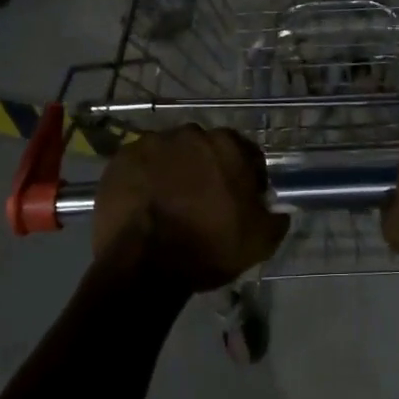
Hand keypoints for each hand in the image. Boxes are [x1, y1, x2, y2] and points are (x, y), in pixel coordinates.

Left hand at [92, 125, 288, 291]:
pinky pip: (140, 165)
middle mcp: (190, 134)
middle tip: (203, 202)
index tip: (241, 202)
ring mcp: (151, 143)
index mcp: (228, 145)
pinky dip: (144, 179)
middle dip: (207, 169)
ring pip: (170, 154)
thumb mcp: (259, 241)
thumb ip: (275, 219)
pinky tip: (144, 204)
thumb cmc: (208, 247)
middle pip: (205, 150)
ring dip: (174, 171)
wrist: (144, 264)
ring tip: (169, 204)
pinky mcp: (120, 159)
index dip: (246, 178)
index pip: (246, 155)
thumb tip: (278, 210)